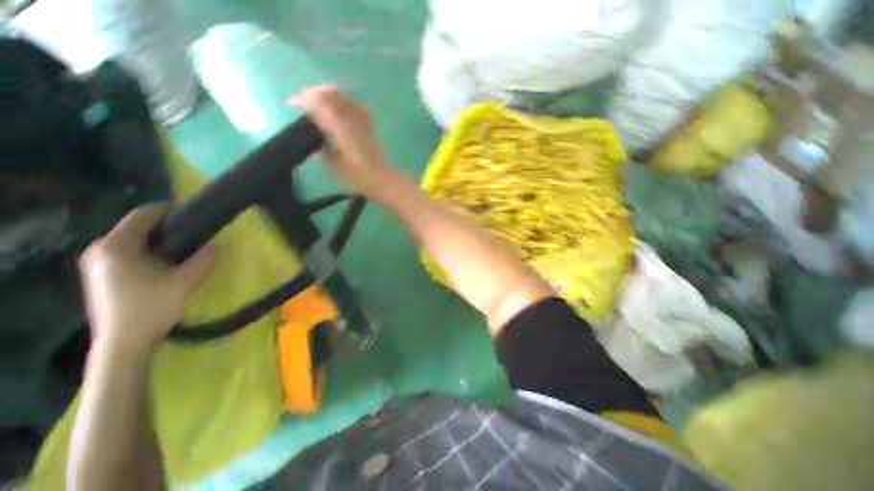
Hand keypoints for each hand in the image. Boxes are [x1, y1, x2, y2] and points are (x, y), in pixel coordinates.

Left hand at [80, 204, 213, 353]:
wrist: (122, 347)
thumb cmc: (149, 312)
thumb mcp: (182, 285)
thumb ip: (201, 262)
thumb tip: (214, 248)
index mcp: (115, 246)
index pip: (142, 215)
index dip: (166, 210)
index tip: (187, 213)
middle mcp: (99, 249)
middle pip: (132, 228)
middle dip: (159, 229)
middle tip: (184, 236)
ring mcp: (93, 264)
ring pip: (126, 242)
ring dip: (149, 243)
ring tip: (171, 253)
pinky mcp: (94, 277)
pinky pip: (119, 254)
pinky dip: (137, 254)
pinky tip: (152, 268)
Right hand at [291, 85, 400, 202]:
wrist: (381, 178)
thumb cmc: (357, 176)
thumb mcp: (333, 164)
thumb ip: (320, 144)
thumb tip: (312, 131)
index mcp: (341, 127)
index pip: (319, 101)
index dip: (303, 99)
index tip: (292, 104)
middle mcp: (352, 117)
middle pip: (329, 92)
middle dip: (312, 93)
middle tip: (302, 102)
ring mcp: (362, 118)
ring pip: (341, 94)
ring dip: (325, 94)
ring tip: (314, 103)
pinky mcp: (368, 122)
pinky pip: (351, 102)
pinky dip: (339, 100)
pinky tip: (333, 108)